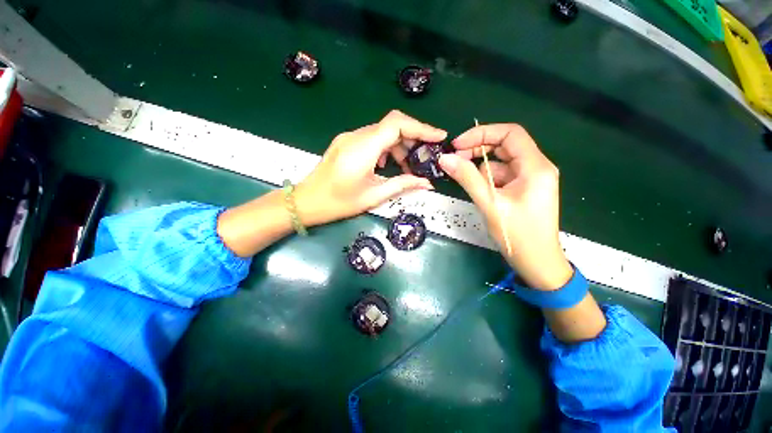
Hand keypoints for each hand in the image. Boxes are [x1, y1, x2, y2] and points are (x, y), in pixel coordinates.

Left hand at [295, 111, 446, 226]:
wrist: (306, 202)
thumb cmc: (338, 203)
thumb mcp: (373, 196)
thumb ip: (402, 185)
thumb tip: (427, 183)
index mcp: (363, 149)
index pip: (397, 124)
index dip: (421, 127)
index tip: (439, 137)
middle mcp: (356, 136)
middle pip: (391, 126)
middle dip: (413, 139)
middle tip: (425, 157)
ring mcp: (349, 138)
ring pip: (382, 132)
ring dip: (399, 146)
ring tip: (407, 167)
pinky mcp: (346, 143)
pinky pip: (372, 139)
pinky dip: (386, 149)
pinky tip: (388, 165)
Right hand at [439, 124, 572, 289]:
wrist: (537, 263)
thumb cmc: (518, 235)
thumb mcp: (489, 203)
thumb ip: (467, 178)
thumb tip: (445, 159)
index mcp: (535, 166)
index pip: (510, 133)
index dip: (482, 133)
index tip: (457, 145)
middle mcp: (535, 167)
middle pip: (504, 146)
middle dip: (478, 149)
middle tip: (453, 160)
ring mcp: (529, 179)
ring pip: (500, 162)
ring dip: (479, 166)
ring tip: (459, 174)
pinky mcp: (522, 189)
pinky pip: (500, 176)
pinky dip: (485, 177)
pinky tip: (473, 186)